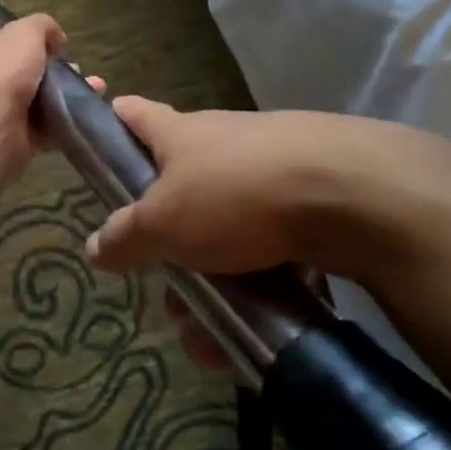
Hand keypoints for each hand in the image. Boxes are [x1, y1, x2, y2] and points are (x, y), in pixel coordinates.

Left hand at [0, 14, 102, 180]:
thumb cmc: (2, 70)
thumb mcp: (25, 32)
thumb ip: (41, 26)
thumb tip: (56, 37)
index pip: (7, 44)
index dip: (34, 44)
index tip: (60, 48)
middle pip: (28, 74)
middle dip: (57, 72)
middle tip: (80, 72)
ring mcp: (2, 113)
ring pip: (41, 102)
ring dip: (68, 96)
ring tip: (96, 90)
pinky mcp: (17, 140)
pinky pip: (47, 129)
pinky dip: (66, 122)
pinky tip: (87, 113)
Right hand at [83, 97, 450, 288]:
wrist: (356, 194)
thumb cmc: (238, 195)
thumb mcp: (164, 222)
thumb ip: (125, 236)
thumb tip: (94, 247)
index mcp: (181, 134)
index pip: (134, 114)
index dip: (112, 125)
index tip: (100, 149)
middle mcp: (223, 143)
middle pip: (180, 192)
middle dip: (169, 250)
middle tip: (172, 297)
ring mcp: (270, 171)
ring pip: (225, 232)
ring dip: (213, 283)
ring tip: (215, 335)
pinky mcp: (313, 202)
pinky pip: (272, 248)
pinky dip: (262, 284)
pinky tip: (264, 324)